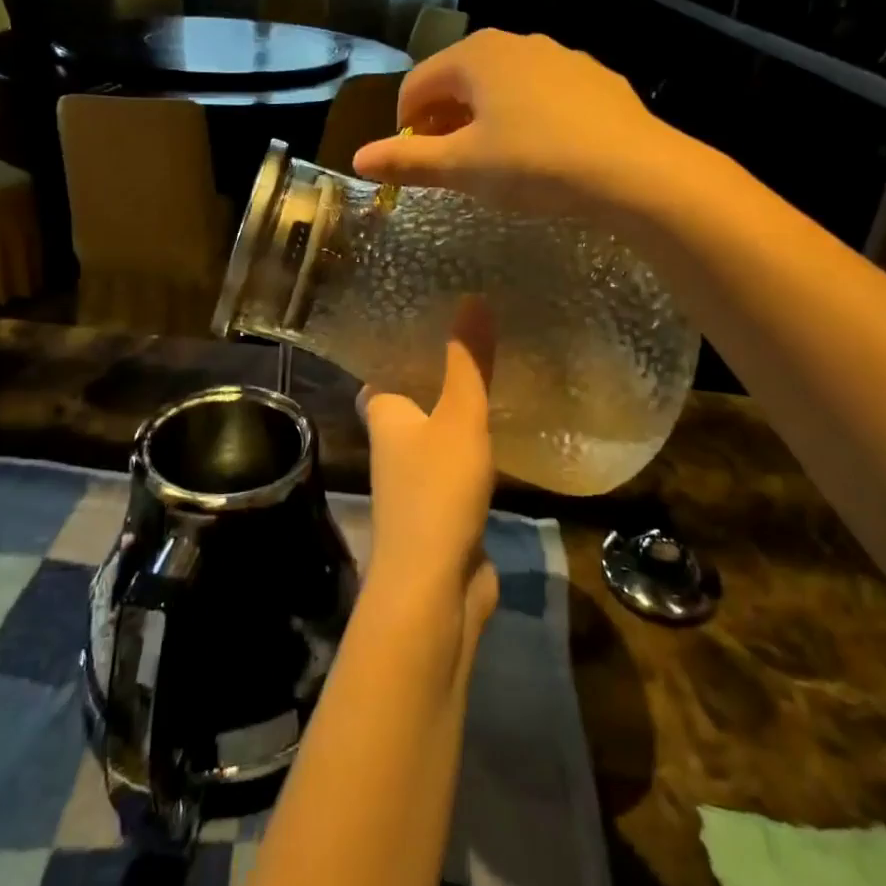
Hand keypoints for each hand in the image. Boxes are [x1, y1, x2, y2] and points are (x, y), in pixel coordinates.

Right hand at [352, 29, 666, 219]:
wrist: (633, 170)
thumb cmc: (534, 163)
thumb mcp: (463, 168)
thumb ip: (407, 161)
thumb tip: (358, 160)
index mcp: (475, 55)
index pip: (417, 84)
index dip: (405, 125)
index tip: (414, 163)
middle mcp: (516, 42)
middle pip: (459, 80)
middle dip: (444, 121)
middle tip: (450, 165)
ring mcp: (561, 56)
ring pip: (502, 86)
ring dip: (484, 119)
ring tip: (494, 162)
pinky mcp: (594, 79)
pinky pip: (542, 95)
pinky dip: (526, 118)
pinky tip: (542, 153)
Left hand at [359, 297, 499, 633]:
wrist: (435, 587)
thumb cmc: (436, 491)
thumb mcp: (458, 417)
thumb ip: (468, 362)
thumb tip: (472, 298)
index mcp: (385, 415)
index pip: (382, 371)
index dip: (398, 346)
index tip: (427, 318)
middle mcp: (393, 444)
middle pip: (411, 399)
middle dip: (435, 374)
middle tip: (473, 339)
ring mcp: (416, 479)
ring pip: (436, 432)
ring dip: (457, 410)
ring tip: (494, 373)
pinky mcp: (442, 507)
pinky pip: (457, 463)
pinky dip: (474, 445)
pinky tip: (503, 430)